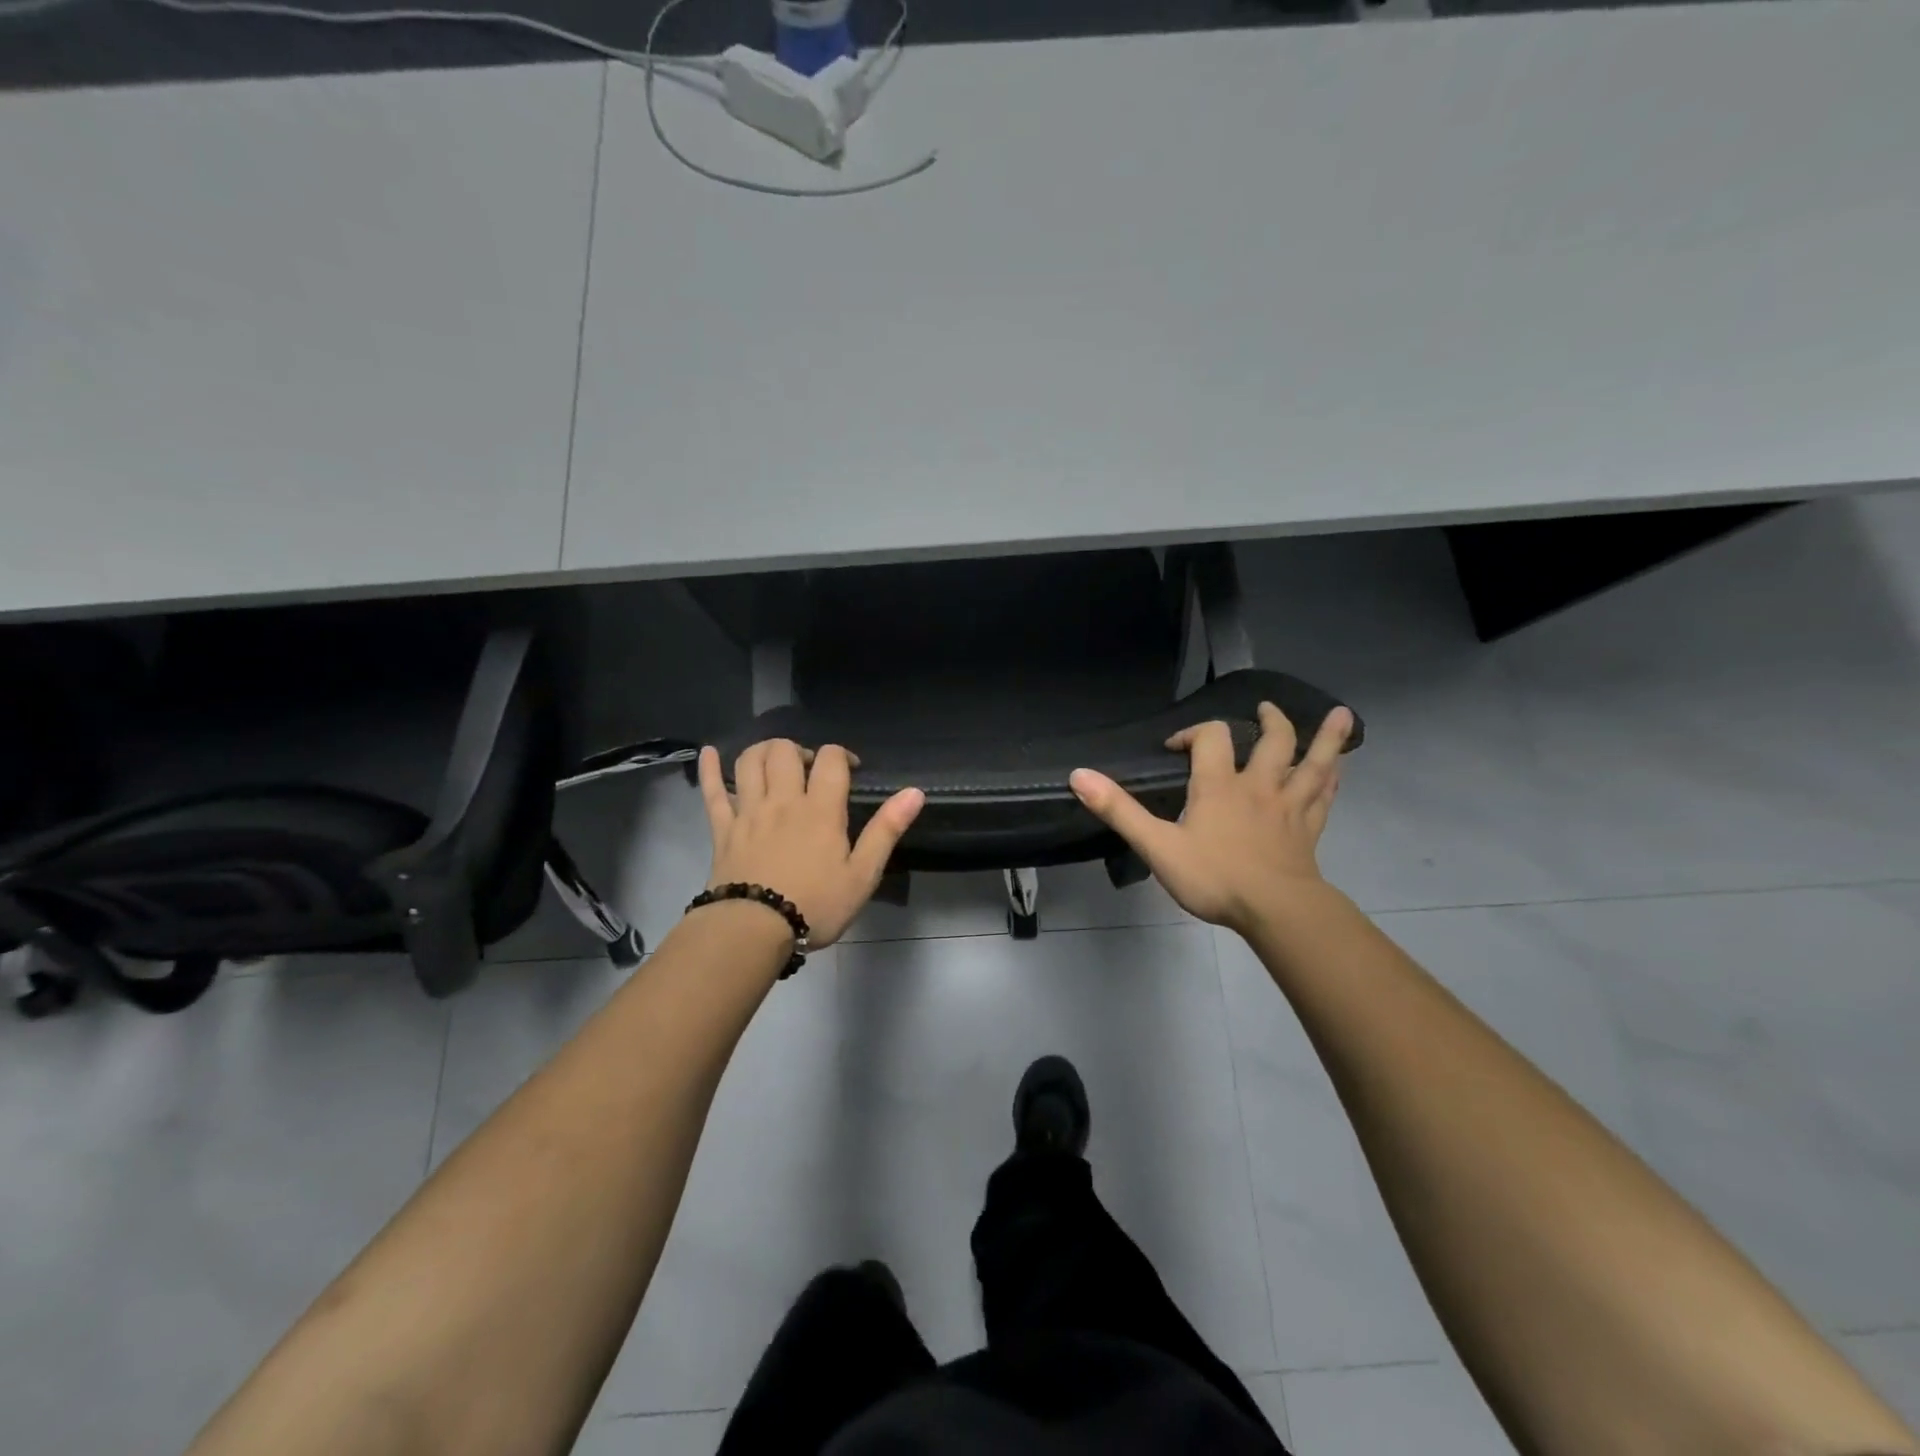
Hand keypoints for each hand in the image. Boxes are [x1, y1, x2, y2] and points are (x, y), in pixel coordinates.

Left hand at [697, 739, 924, 949]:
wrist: (752, 931)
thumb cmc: (814, 906)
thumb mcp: (862, 874)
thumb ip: (886, 830)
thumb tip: (915, 792)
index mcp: (820, 809)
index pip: (830, 759)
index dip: (842, 755)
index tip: (850, 769)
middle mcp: (783, 800)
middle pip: (785, 751)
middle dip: (800, 749)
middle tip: (810, 768)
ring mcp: (748, 811)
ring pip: (750, 762)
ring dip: (763, 750)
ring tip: (775, 760)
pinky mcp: (722, 828)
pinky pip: (712, 791)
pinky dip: (710, 768)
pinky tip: (709, 752)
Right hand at [1069, 703, 1352, 935]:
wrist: (1276, 911)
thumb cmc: (1214, 877)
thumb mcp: (1157, 845)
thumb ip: (1118, 810)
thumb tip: (1078, 774)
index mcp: (1220, 785)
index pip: (1211, 738)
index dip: (1193, 733)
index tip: (1176, 747)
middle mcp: (1259, 786)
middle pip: (1273, 740)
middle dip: (1268, 720)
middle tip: (1263, 710)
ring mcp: (1289, 807)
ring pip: (1312, 763)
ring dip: (1325, 739)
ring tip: (1340, 715)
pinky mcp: (1309, 830)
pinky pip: (1324, 797)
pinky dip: (1331, 780)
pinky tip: (1337, 772)